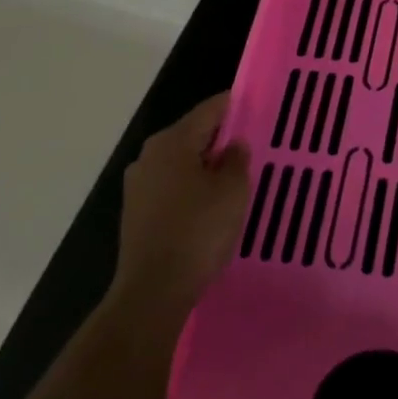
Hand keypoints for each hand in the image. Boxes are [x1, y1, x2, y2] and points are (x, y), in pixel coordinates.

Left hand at [111, 92, 251, 321]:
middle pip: (194, 134)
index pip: (210, 109)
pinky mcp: (137, 213)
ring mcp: (139, 185)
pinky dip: (193, 188)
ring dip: (207, 166)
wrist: (153, 293)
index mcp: (172, 141)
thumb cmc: (198, 232)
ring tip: (237, 178)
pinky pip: (172, 186)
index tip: (260, 108)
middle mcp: (150, 155)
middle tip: (254, 146)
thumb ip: (237, 159)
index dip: (236, 105)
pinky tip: (213, 205)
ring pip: (182, 162)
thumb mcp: (232, 191)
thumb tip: (233, 145)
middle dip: (223, 139)